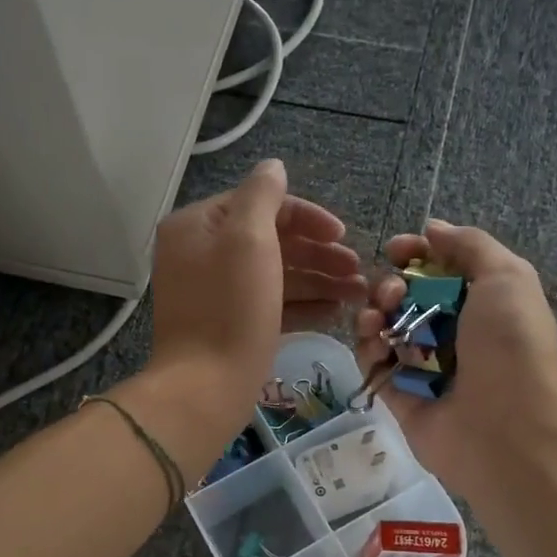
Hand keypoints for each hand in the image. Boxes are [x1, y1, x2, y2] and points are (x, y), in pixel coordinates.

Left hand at [149, 160, 366, 430]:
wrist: (205, 388)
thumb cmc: (230, 308)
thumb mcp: (248, 238)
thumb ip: (262, 195)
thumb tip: (273, 167)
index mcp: (198, 227)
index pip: (260, 205)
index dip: (306, 217)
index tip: (342, 235)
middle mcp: (201, 255)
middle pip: (270, 241)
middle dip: (318, 254)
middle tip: (357, 270)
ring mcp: (215, 294)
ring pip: (274, 275)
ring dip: (318, 280)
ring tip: (358, 294)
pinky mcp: (229, 326)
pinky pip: (269, 305)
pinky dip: (301, 306)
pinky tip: (335, 313)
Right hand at [355, 220, 556, 495]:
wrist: (506, 428)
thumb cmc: (510, 345)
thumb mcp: (506, 276)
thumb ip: (470, 245)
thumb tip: (433, 229)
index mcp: (481, 303)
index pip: (438, 269)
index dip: (414, 254)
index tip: (396, 249)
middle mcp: (452, 332)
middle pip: (405, 296)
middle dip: (390, 285)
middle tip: (392, 294)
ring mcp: (424, 366)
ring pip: (384, 328)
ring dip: (373, 314)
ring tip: (377, 320)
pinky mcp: (399, 396)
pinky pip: (374, 364)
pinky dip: (368, 349)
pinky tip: (376, 347)